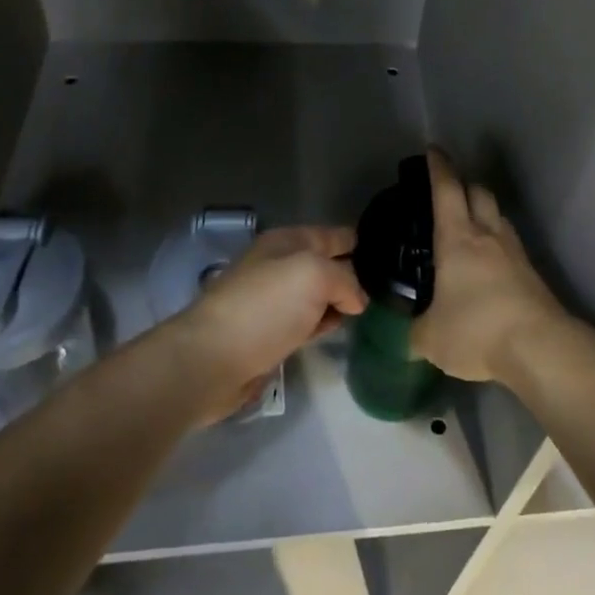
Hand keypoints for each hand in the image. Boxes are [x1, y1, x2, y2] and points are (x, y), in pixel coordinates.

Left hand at [168, 226, 366, 419]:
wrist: (211, 360)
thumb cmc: (265, 307)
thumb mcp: (315, 275)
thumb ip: (345, 279)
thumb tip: (355, 300)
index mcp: (287, 242)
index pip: (332, 234)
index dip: (357, 241)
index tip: (384, 253)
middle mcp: (279, 266)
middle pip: (325, 264)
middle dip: (351, 272)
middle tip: (382, 285)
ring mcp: (273, 302)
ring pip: (316, 295)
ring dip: (337, 301)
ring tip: (368, 309)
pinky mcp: (269, 335)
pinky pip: (305, 322)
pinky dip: (322, 324)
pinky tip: (336, 329)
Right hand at [412, 151, 570, 384]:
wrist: (540, 348)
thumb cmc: (477, 330)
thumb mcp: (431, 338)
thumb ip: (416, 331)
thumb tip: (412, 335)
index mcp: (457, 238)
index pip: (447, 189)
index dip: (439, 167)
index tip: (433, 150)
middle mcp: (488, 235)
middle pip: (479, 192)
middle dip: (463, 184)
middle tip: (448, 191)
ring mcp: (514, 252)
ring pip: (498, 216)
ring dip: (483, 212)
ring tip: (469, 227)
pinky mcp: (532, 273)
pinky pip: (510, 244)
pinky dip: (497, 243)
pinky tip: (489, 263)